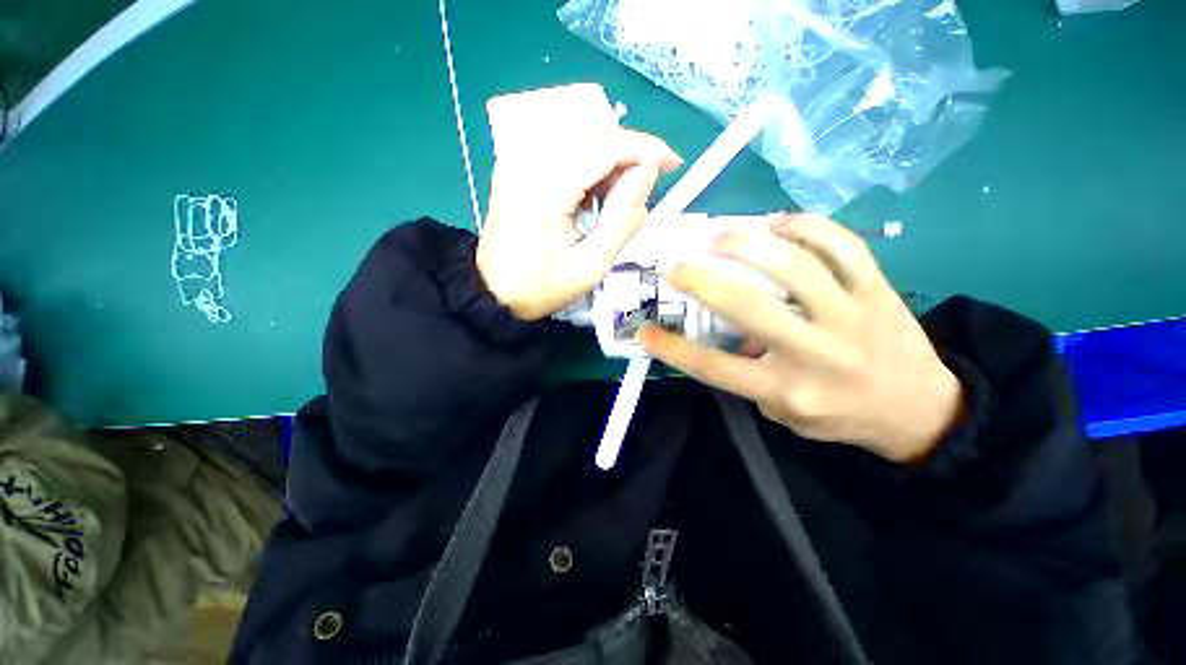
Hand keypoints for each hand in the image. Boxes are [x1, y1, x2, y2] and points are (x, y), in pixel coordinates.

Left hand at [477, 128, 681, 320]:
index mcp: (545, 188)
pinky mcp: (515, 164)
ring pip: (579, 136)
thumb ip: (622, 219)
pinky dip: (588, 164)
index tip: (673, 164)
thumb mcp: (590, 265)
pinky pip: (563, 147)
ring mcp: (516, 158)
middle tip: (645, 188)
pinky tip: (592, 195)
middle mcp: (527, 159)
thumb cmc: (542, 286)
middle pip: (593, 133)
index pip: (605, 146)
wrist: (493, 291)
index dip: (646, 148)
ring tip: (618, 198)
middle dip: (629, 154)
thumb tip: (648, 172)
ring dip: (609, 159)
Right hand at [637, 214, 963, 462]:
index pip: (715, 367)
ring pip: (795, 268)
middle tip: (675, 267)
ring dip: (748, 245)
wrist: (920, 410)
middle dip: (702, 282)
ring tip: (718, 237)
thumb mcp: (784, 413)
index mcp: (787, 389)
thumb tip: (726, 334)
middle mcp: (815, 353)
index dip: (673, 349)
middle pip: (748, 308)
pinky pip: (843, 246)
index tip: (643, 331)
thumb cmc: (840, 416)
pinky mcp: (878, 290)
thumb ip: (749, 378)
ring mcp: (850, 316)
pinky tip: (777, 222)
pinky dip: (807, 226)